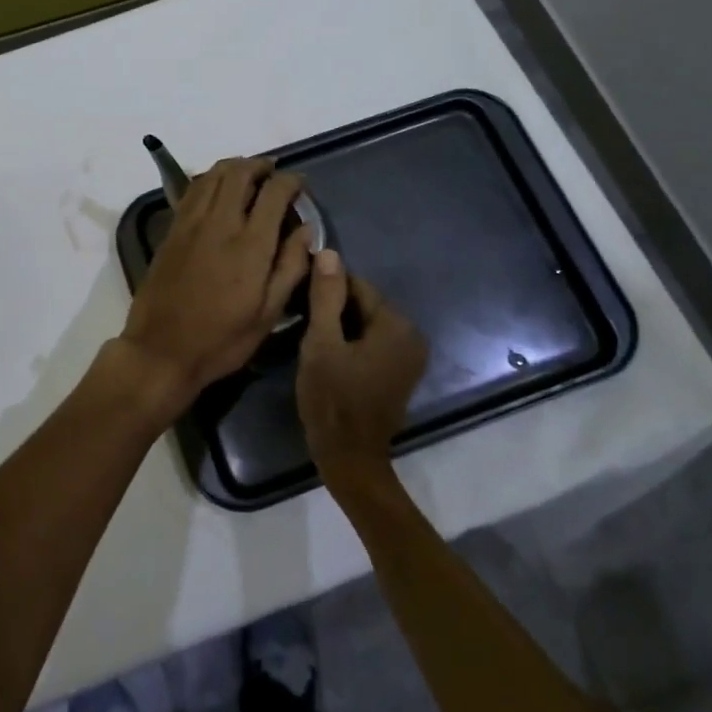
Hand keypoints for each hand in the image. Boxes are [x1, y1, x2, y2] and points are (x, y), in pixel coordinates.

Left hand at [108, 158, 313, 422]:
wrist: (161, 350)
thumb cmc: (222, 339)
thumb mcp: (269, 314)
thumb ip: (291, 267)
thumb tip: (307, 229)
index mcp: (250, 245)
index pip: (274, 193)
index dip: (291, 181)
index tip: (300, 185)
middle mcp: (220, 223)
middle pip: (239, 173)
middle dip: (260, 165)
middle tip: (273, 171)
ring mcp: (191, 223)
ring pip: (212, 175)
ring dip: (233, 166)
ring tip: (248, 173)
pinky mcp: (172, 230)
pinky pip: (192, 190)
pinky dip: (209, 179)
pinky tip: (217, 188)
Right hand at [296, 251, 427, 486]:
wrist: (350, 459)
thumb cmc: (332, 399)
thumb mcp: (321, 343)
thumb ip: (326, 296)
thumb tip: (329, 252)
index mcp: (396, 324)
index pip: (357, 285)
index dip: (325, 288)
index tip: (299, 301)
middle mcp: (411, 335)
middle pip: (363, 304)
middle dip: (334, 308)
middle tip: (302, 322)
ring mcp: (409, 357)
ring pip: (366, 324)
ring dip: (341, 326)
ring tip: (312, 339)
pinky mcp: (401, 373)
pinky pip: (373, 343)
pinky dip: (352, 343)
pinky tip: (330, 355)